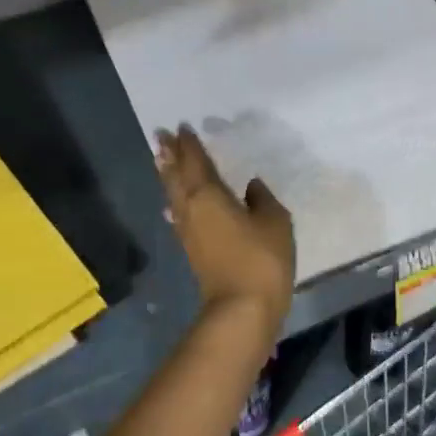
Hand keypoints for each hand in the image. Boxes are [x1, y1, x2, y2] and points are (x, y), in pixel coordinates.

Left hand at [156, 126, 295, 326]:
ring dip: (168, 176)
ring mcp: (188, 232)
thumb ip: (262, 199)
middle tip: (160, 136)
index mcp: (209, 195)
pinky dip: (175, 203)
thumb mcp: (274, 222)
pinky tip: (174, 206)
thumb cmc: (260, 259)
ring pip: (174, 196)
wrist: (242, 308)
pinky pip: (179, 216)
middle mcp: (191, 209)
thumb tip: (250, 186)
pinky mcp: (192, 251)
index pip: (196, 162)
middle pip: (176, 176)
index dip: (189, 144)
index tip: (181, 127)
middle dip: (169, 155)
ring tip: (162, 160)